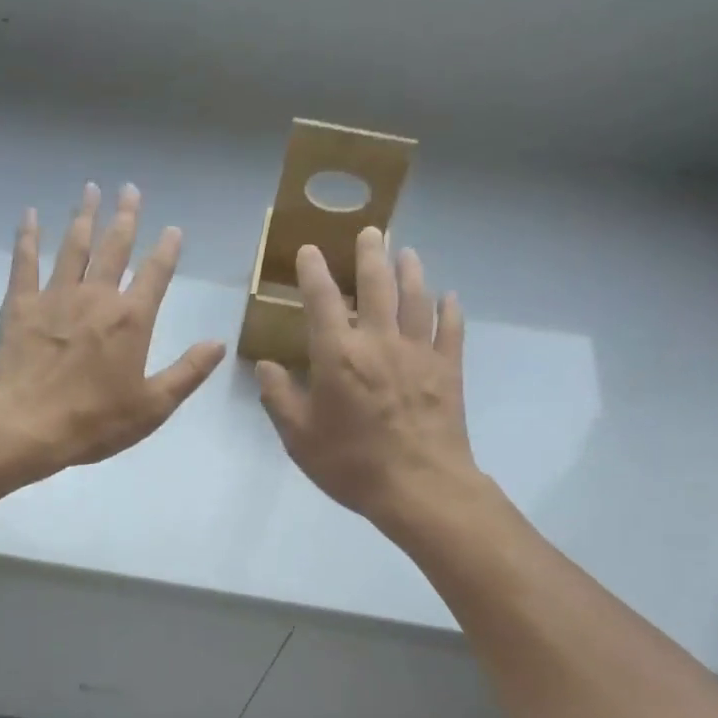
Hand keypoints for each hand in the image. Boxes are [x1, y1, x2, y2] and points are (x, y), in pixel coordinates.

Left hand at [0, 183, 224, 481]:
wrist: (26, 425)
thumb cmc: (94, 422)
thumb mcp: (153, 406)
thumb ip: (188, 372)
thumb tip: (219, 344)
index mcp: (131, 320)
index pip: (156, 274)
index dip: (167, 250)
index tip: (173, 229)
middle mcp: (97, 297)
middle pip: (114, 247)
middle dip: (125, 217)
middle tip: (129, 189)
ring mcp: (55, 296)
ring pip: (73, 246)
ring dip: (84, 216)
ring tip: (90, 189)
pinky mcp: (20, 304)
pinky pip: (25, 261)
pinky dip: (28, 236)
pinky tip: (31, 215)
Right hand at [256, 228, 486, 537]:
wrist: (419, 486)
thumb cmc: (351, 463)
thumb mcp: (298, 437)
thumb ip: (279, 397)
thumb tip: (266, 366)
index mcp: (338, 355)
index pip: (321, 300)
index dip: (313, 272)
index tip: (309, 251)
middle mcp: (379, 341)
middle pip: (376, 285)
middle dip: (370, 254)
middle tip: (370, 231)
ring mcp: (419, 352)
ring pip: (416, 298)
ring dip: (410, 271)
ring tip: (406, 252)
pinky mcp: (448, 369)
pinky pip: (451, 329)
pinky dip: (449, 309)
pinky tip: (449, 297)